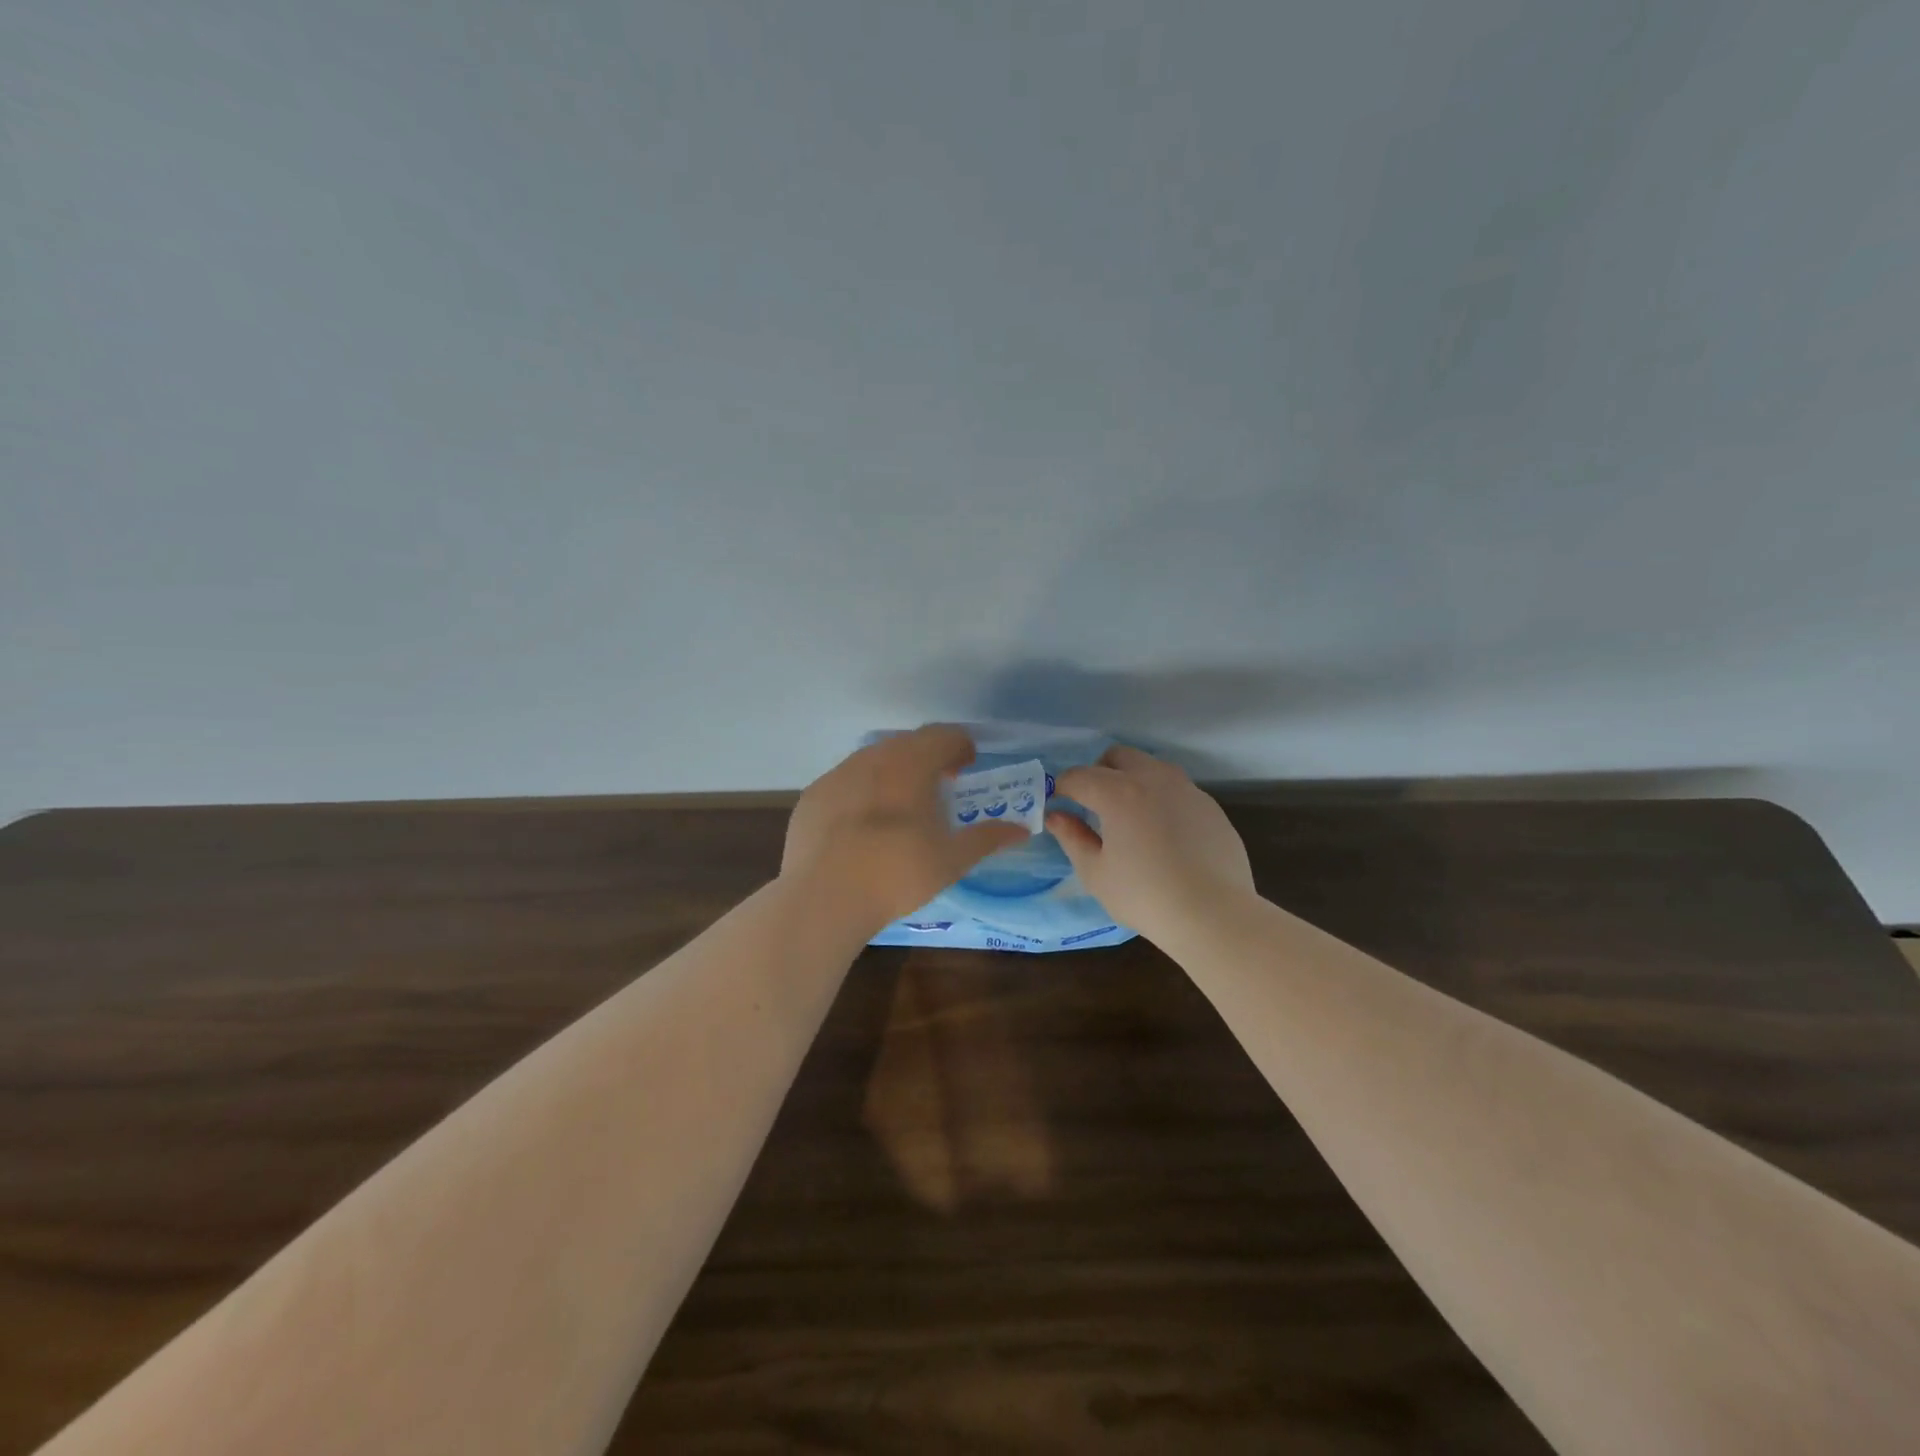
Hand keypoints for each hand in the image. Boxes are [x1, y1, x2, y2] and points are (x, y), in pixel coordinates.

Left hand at [782, 725, 1028, 935]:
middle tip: (940, 784)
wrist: (824, 896)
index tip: (967, 765)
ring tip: (902, 804)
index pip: (944, 735)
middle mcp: (874, 757)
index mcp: (912, 763)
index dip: (960, 746)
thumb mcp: (952, 859)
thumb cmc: (898, 872)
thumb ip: (988, 838)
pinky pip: (845, 782)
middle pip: (908, 744)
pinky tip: (862, 824)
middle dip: (928, 757)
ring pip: (873, 760)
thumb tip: (1021, 829)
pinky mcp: (813, 796)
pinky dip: (862, 792)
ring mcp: (838, 774)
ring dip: (893, 772)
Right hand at [1047, 745, 1254, 943]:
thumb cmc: (1145, 896)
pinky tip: (1163, 834)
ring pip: (1151, 767)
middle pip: (1117, 756)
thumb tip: (1056, 816)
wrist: (1214, 914)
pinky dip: (1160, 799)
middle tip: (1093, 805)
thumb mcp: (1096, 872)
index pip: (1078, 776)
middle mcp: (1153, 779)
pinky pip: (1177, 789)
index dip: (1061, 789)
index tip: (1057, 806)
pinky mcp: (1209, 806)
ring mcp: (1186, 789)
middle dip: (1099, 773)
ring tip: (1129, 817)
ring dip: (1132, 780)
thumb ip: (1072, 837)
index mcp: (1118, 793)